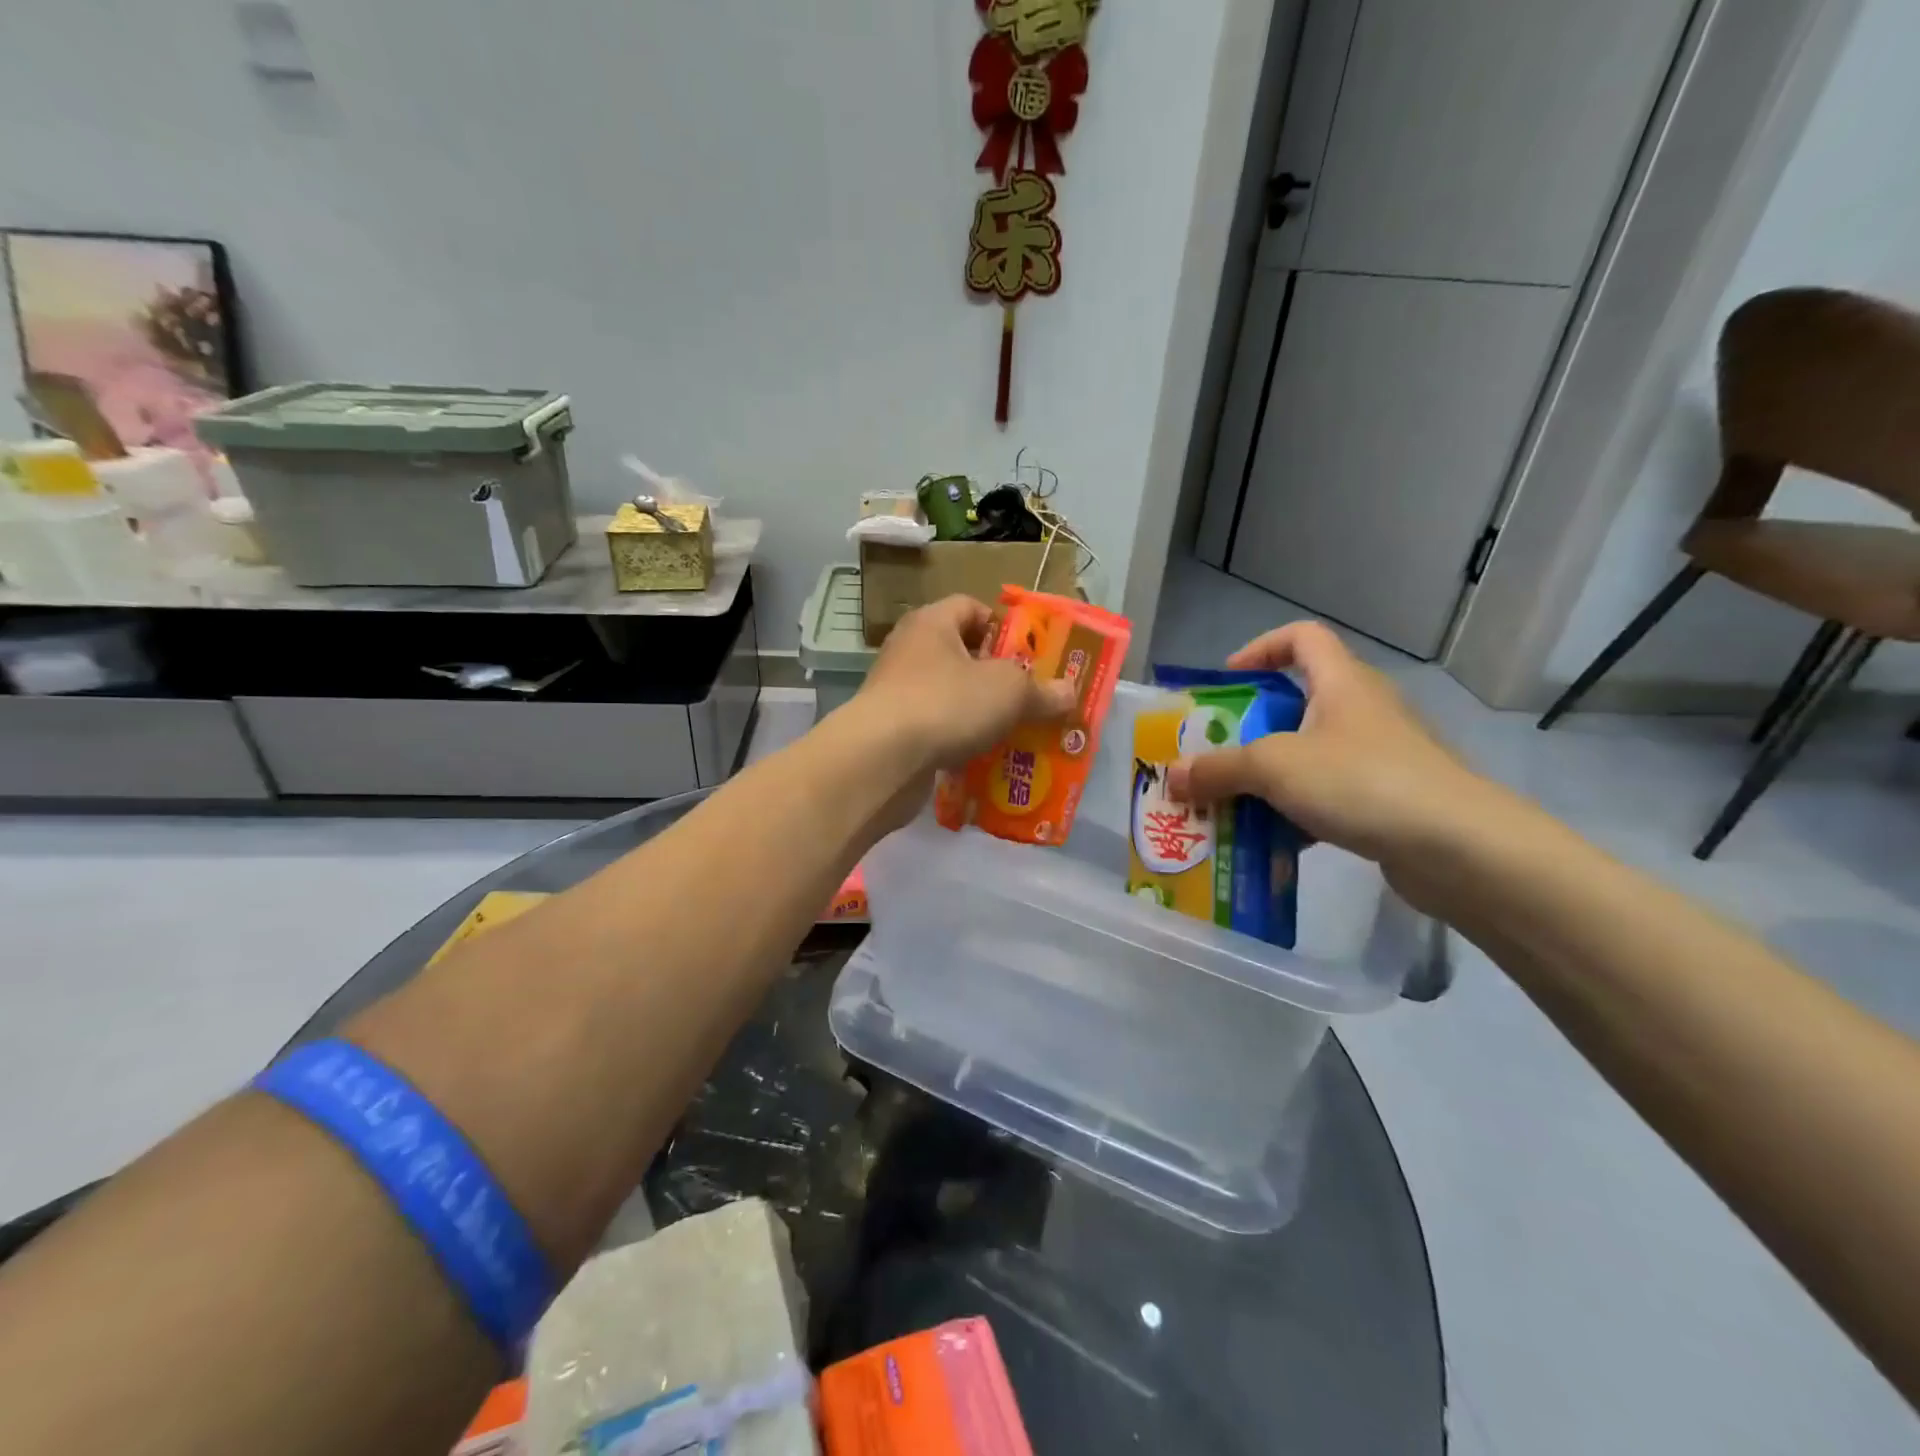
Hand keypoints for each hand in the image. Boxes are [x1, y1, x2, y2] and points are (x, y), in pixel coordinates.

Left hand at [851, 595, 1075, 771]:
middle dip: (998, 677)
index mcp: (932, 623)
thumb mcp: (1009, 691)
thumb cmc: (947, 703)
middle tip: (1030, 699)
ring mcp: (896, 693)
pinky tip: (983, 759)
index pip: (970, 607)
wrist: (880, 760)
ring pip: (950, 696)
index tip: (1029, 655)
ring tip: (1014, 733)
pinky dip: (958, 741)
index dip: (1003, 626)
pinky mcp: (891, 732)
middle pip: (961, 654)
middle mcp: (909, 651)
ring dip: (980, 713)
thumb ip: (1041, 690)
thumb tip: (1069, 693)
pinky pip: (935, 729)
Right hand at [1165, 622, 1492, 867]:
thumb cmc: (1360, 781)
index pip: (1302, 637)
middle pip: (1297, 702)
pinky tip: (1270, 841)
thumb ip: (1218, 769)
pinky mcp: (1389, 799)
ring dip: (1268, 777)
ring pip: (1309, 755)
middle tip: (1214, 756)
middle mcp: (1362, 711)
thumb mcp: (1275, 767)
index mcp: (1341, 683)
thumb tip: (1172, 776)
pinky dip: (1296, 813)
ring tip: (1230, 804)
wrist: (1458, 847)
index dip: (1261, 648)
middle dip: (1249, 729)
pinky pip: (1328, 796)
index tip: (1227, 681)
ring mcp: (1379, 757)